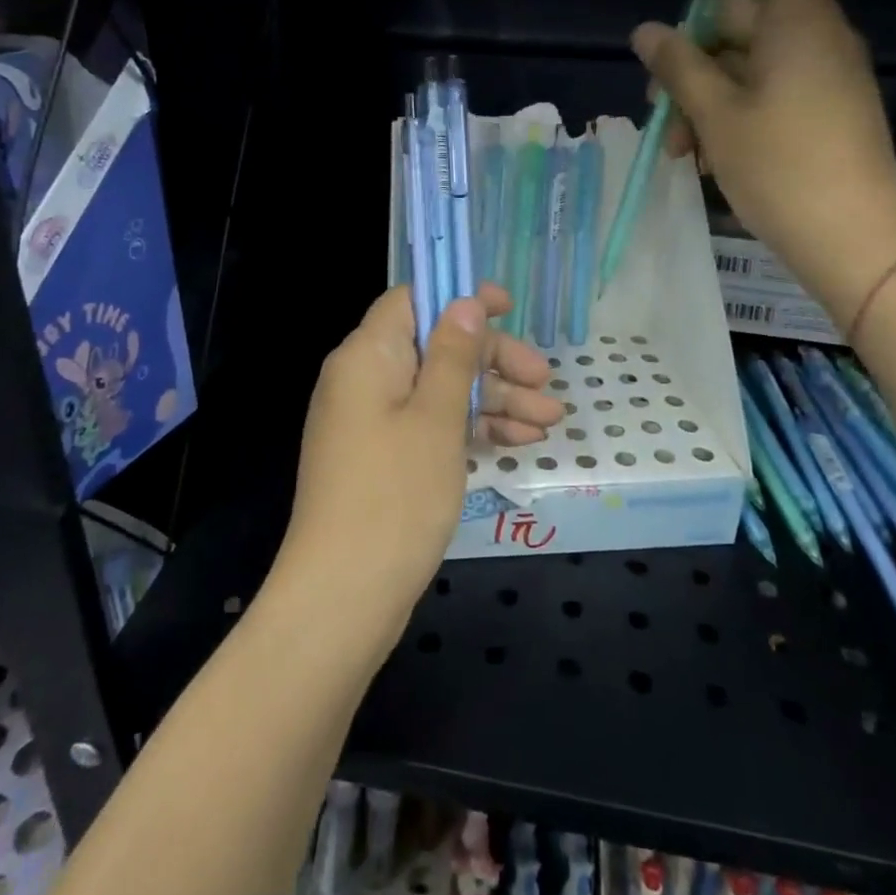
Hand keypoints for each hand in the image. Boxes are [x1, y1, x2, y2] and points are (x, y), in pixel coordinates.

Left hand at [275, 283, 563, 648]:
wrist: (344, 597)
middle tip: (545, 380)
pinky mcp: (383, 458)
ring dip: (495, 399)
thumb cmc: (395, 495)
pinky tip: (518, 441)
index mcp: (367, 356)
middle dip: (493, 360)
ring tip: (550, 421)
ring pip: (440, 390)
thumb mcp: (437, 417)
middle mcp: (364, 380)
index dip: (460, 297)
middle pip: (435, 347)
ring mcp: (372, 422)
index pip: (413, 300)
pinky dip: (471, 428)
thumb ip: (455, 354)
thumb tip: (465, 301)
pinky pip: (431, 425)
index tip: (509, 308)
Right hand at [632, 0, 895, 328]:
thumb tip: (646, 31)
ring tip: (677, 149)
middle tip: (656, 104)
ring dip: (701, 95)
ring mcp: (821, 76)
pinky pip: (764, 91)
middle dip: (688, 54)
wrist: (855, 239)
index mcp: (798, 19)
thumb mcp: (716, 115)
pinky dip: (728, 112)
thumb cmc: (782, 168)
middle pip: (741, 15)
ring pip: (745, 62)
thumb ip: (678, 66)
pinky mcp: (821, 112)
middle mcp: (814, 36)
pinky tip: (705, 158)